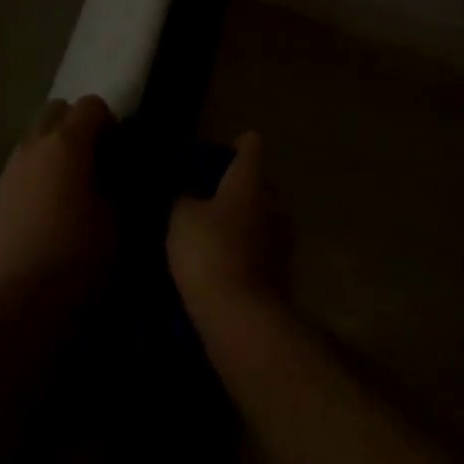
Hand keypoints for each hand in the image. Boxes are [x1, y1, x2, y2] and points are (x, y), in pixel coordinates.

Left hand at [0, 95, 116, 298]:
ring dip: (54, 148)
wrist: (22, 304)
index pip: (91, 105)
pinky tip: (50, 207)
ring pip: (35, 138)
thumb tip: (119, 173)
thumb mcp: (121, 219)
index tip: (120, 150)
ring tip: (72, 185)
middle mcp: (34, 145)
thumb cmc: (80, 257)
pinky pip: (22, 166)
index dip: (110, 122)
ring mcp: (10, 169)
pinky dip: (38, 172)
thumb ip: (121, 184)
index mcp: (67, 142)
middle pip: (56, 111)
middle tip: (96, 160)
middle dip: (77, 125)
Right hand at [167, 132, 287, 322]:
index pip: (250, 144)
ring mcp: (283, 238)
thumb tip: (191, 194)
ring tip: (213, 231)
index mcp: (250, 180)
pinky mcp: (282, 271)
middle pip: (259, 181)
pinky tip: (222, 261)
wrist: (242, 318)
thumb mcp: (181, 217)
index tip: (213, 157)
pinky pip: (262, 246)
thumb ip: (185, 197)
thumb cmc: (210, 252)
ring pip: (263, 215)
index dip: (233, 145)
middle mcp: (274, 202)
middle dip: (237, 185)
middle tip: (206, 196)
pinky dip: (247, 248)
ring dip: (244, 219)